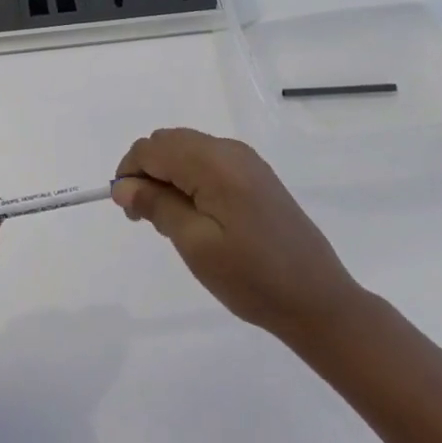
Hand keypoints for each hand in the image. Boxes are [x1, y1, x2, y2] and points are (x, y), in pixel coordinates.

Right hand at [113, 129, 357, 345]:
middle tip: (146, 218)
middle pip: (169, 142)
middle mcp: (229, 150)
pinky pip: (208, 160)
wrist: (318, 300)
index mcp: (214, 163)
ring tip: (170, 221)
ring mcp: (246, 160)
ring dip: (167, 174)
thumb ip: (157, 206)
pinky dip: (190, 177)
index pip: (152, 148)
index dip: (129, 173)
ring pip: (187, 149)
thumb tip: (123, 185)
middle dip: (147, 171)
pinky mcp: (256, 175)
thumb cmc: (252, 278)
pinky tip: (196, 215)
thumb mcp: (196, 246)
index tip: (128, 211)